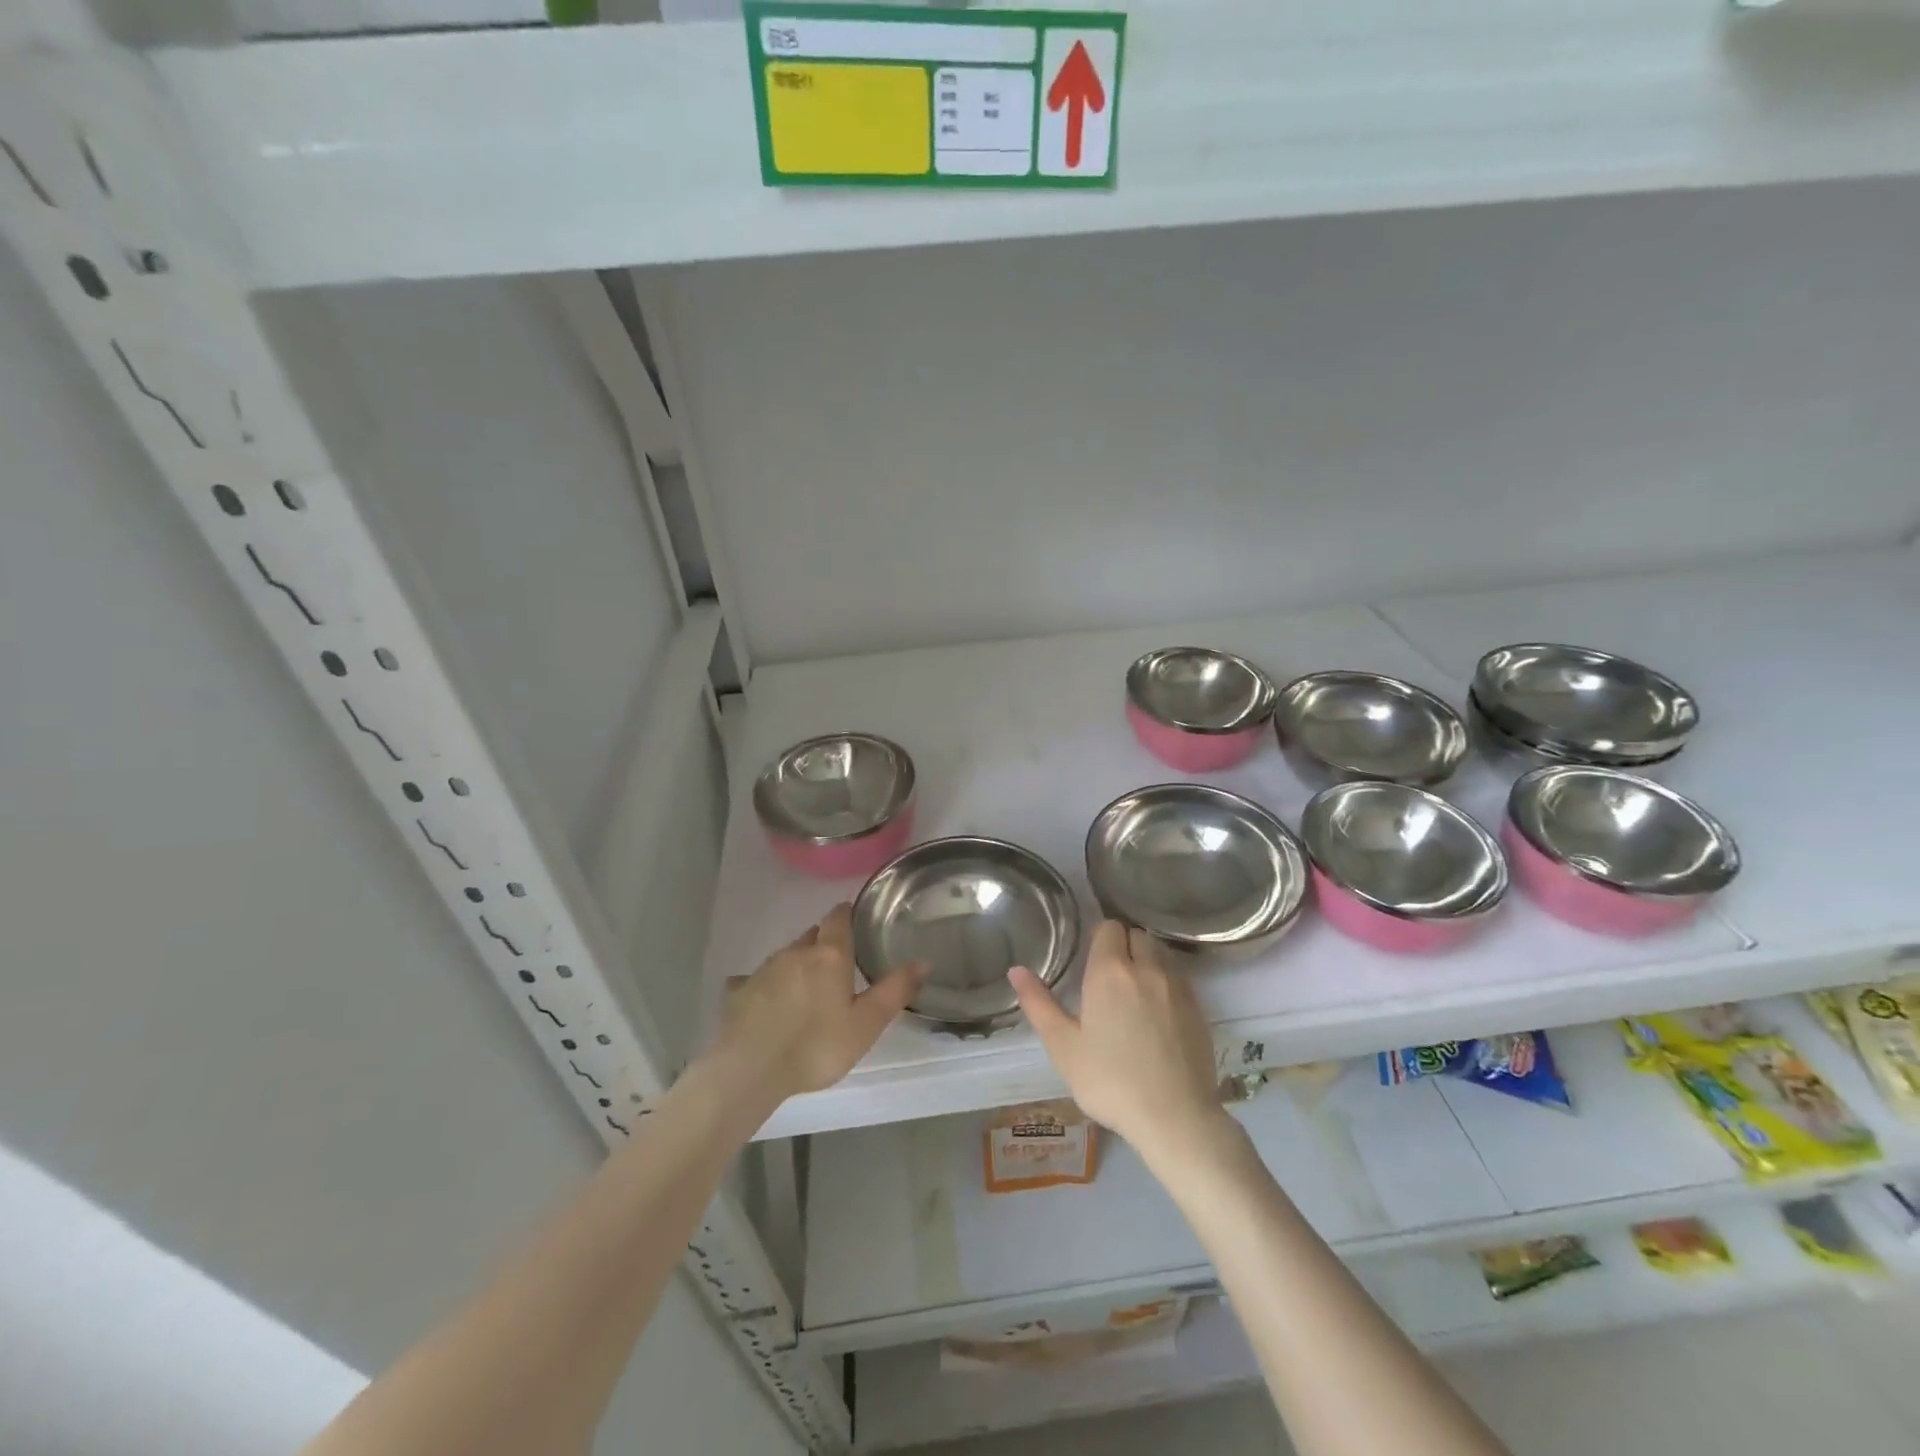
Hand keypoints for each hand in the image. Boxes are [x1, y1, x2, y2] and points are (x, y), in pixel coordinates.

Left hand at [713, 904, 923, 1102]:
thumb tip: (923, 961)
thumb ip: (894, 991)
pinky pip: (754, 980)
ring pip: (785, 956)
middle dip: (823, 942)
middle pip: (811, 936)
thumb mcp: (866, 1024)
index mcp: (829, 956)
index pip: (837, 919)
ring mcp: (763, 970)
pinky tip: (766, 1003)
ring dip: (797, 964)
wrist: (750, 1070)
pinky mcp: (738, 992)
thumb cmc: (816, 1046)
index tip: (852, 917)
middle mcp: (794, 953)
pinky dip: (765, 985)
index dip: (845, 914)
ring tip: (806, 987)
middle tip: (836, 962)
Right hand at [1009, 920, 1227, 1164]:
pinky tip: (1158, 1011)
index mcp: (1110, 971)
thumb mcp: (1063, 1047)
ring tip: (1135, 991)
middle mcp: (1146, 968)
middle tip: (1109, 978)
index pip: (1108, 927)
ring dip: (1147, 960)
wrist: (1174, 1118)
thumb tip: (1016, 970)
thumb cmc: (1110, 1082)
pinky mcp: (1198, 1008)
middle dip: (1124, 946)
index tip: (1090, 961)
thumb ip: (1038, 1004)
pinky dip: (1167, 982)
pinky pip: (1180, 977)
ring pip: (1161, 953)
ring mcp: (1177, 987)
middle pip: (1137, 935)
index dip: (1099, 938)